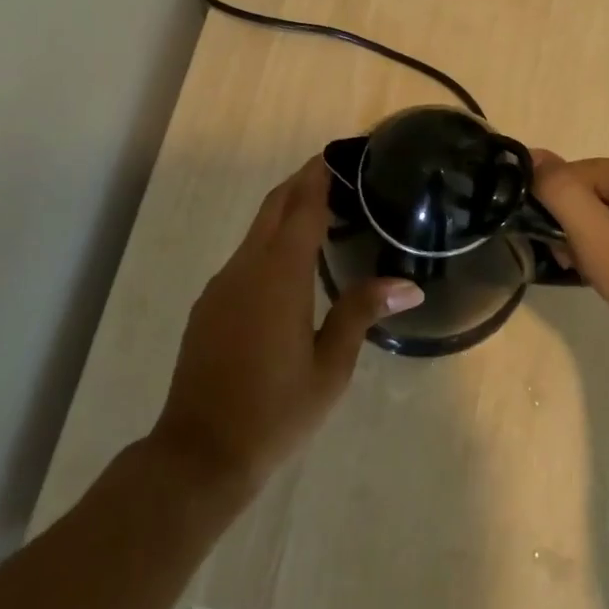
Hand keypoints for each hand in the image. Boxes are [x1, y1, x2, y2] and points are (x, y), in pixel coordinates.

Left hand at [149, 156, 422, 495]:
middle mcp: (246, 268)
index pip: (302, 208)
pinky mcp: (209, 305)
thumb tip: (408, 284)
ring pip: (256, 231)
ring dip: (285, 212)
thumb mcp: (331, 366)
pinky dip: (269, 242)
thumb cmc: (276, 411)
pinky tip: (290, 265)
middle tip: (335, 172)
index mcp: (279, 276)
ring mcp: (222, 286)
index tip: (339, 155)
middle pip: (274, 208)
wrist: (200, 452)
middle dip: (301, 183)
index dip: (319, 177)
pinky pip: (245, 257)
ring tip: (322, 212)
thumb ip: (361, 312)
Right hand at [532, 153, 608, 365]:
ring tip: (587, 270)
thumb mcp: (593, 232)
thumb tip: (532, 155)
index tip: (556, 243)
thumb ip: (559, 190)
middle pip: (583, 193)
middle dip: (569, 227)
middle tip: (571, 260)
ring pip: (596, 214)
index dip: (554, 208)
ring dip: (582, 241)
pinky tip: (601, 272)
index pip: (570, 175)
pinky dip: (601, 249)